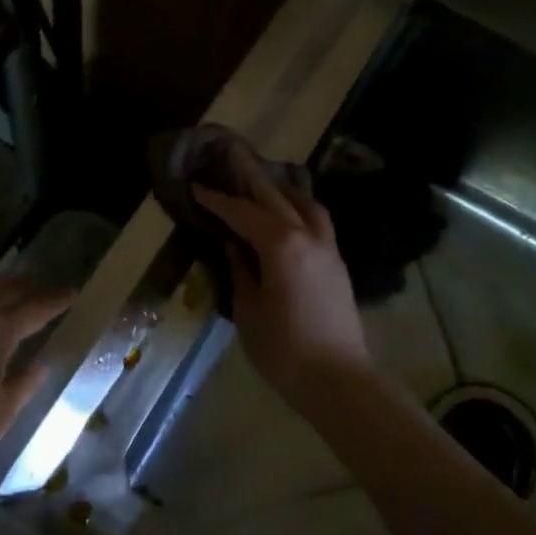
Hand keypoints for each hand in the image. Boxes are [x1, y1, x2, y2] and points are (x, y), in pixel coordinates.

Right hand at [192, 145, 370, 402]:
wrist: (338, 379)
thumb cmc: (283, 349)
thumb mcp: (248, 310)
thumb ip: (240, 272)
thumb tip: (234, 248)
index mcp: (280, 245)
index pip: (242, 213)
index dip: (217, 200)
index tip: (196, 186)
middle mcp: (307, 236)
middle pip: (276, 196)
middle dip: (251, 176)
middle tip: (232, 155)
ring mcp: (327, 248)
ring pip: (305, 204)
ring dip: (282, 190)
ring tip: (264, 185)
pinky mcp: (337, 264)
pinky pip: (318, 221)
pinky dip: (300, 209)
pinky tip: (288, 217)